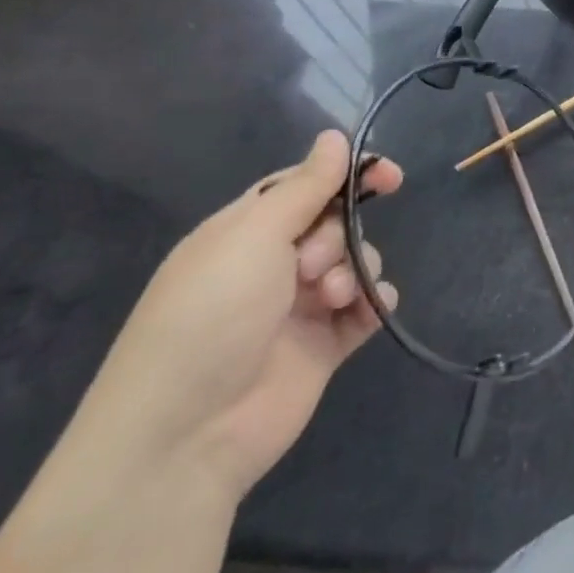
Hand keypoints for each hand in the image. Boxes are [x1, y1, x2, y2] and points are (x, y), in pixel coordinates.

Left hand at [77, 131, 402, 501]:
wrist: (184, 436)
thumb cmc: (211, 315)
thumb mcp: (254, 236)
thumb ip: (305, 186)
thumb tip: (334, 136)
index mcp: (244, 233)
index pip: (304, 186)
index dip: (346, 175)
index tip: (389, 176)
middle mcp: (272, 265)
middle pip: (334, 222)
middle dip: (339, 233)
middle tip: (314, 262)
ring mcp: (298, 307)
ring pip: (354, 261)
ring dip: (355, 269)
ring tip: (333, 297)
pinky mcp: (322, 347)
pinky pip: (365, 308)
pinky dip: (374, 302)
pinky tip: (371, 308)